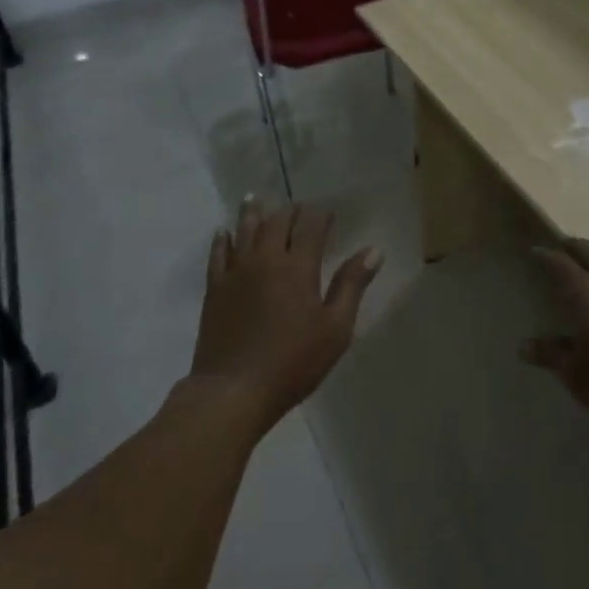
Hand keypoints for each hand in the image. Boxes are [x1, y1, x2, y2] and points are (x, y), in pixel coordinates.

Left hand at [190, 198, 382, 429]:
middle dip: (290, 211)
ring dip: (253, 213)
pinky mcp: (214, 289)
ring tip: (255, 198)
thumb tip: (373, 249)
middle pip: (277, 223)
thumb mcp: (335, 328)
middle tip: (298, 206)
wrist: (233, 390)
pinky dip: (222, 239)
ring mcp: (236, 272)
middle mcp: (265, 260)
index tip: (329, 211)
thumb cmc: (293, 362)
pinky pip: (218, 254)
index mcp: (298, 267)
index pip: (311, 228)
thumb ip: (352, 285)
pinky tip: (223, 232)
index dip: (321, 216)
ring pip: (244, 231)